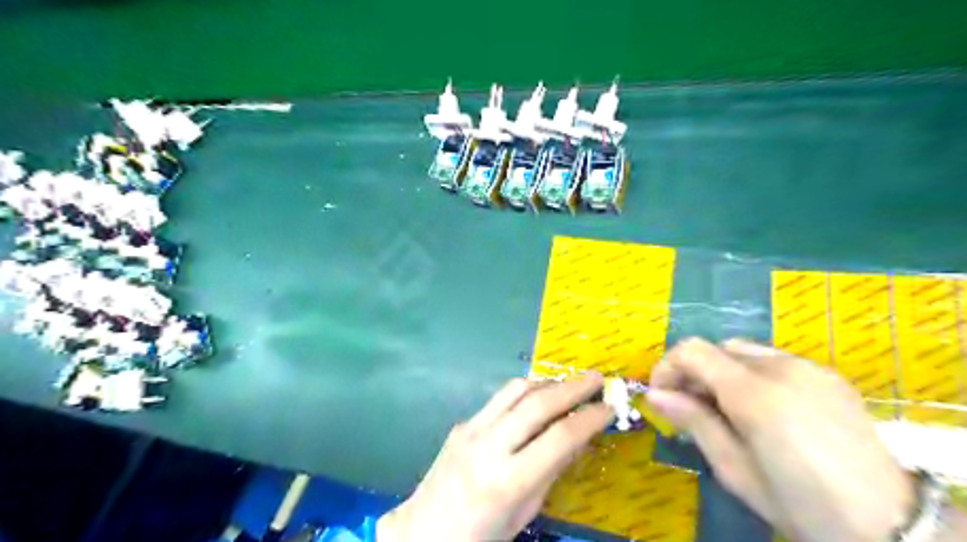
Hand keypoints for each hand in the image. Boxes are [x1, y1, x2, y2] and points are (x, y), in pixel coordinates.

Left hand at [376, 374, 609, 541]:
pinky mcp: (462, 423)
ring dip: (547, 382)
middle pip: (537, 403)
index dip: (589, 419)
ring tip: (569, 383)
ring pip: (515, 390)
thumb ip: (550, 473)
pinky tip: (536, 399)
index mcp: (508, 481)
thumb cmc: (480, 536)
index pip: (559, 438)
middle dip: (572, 387)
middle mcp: (488, 446)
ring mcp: (471, 430)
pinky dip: (524, 393)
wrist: (423, 531)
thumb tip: (578, 438)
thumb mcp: (523, 514)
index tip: (608, 407)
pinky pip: (498, 399)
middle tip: (596, 378)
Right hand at [649, 338, 914, 541]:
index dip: (667, 366)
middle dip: (695, 371)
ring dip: (724, 373)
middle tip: (692, 407)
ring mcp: (809, 368)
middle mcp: (780, 367)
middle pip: (717, 348)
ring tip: (728, 410)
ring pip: (745, 352)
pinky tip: (766, 410)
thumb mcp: (735, 469)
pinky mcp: (828, 375)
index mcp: (754, 393)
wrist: (889, 524)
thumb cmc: (799, 503)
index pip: (692, 350)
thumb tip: (655, 394)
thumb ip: (693, 422)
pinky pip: (775, 362)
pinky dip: (754, 375)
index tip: (661, 393)